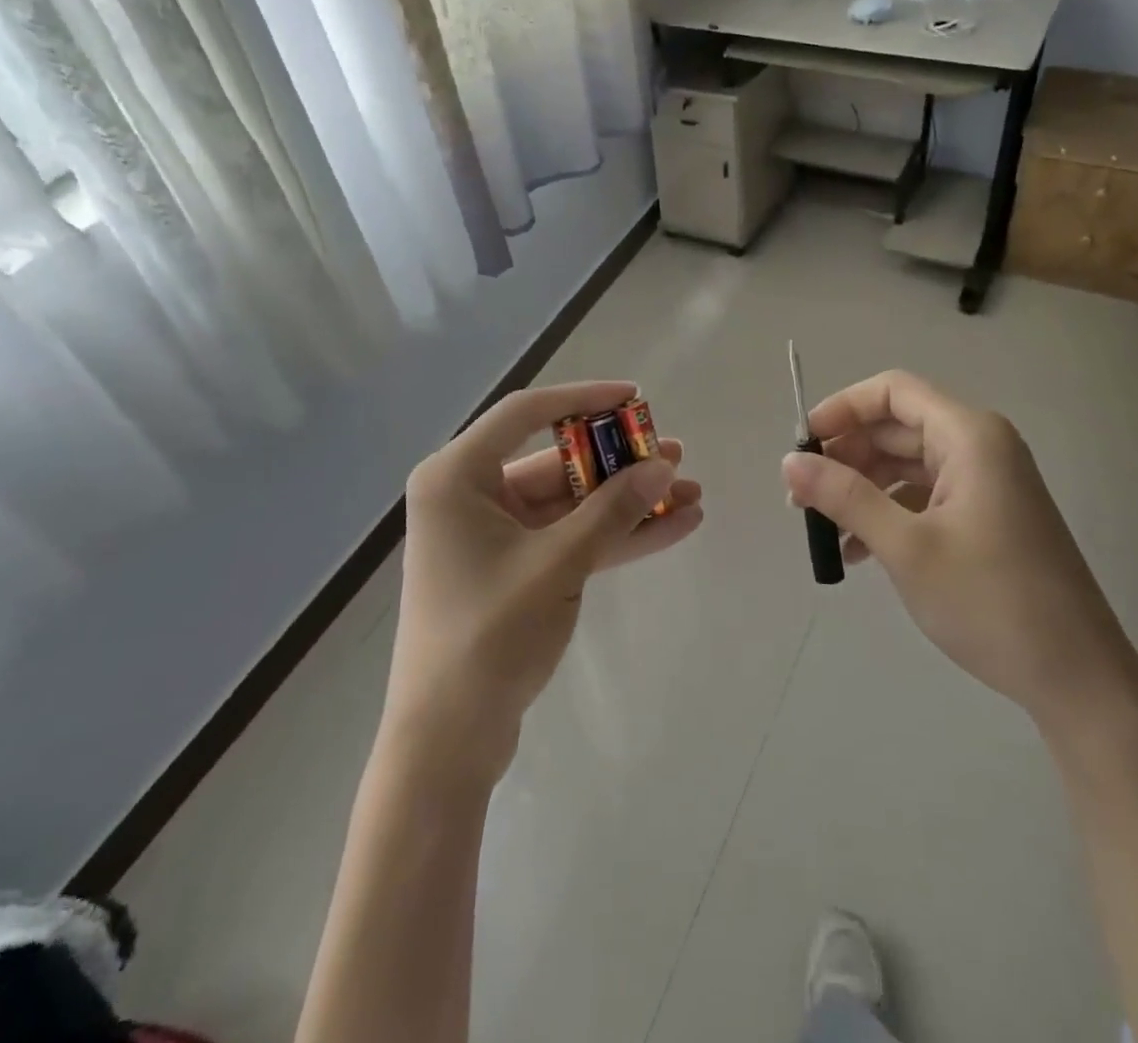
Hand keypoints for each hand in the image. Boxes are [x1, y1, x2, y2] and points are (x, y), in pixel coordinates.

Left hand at [386, 382, 703, 780]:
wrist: (448, 740)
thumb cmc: (489, 636)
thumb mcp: (558, 564)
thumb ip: (614, 510)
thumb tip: (664, 466)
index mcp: (457, 476)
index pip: (526, 413)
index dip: (584, 399)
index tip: (635, 397)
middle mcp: (470, 495)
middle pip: (557, 461)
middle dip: (620, 463)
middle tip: (676, 455)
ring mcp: (494, 536)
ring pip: (571, 504)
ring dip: (627, 501)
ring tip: (690, 492)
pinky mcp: (514, 570)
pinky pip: (570, 538)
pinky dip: (614, 535)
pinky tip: (671, 527)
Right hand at [780, 370, 1134, 722]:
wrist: (1078, 678)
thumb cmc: (990, 600)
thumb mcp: (906, 546)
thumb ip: (845, 497)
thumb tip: (789, 462)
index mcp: (968, 436)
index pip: (892, 391)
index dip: (842, 408)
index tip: (802, 445)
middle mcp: (979, 447)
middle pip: (896, 428)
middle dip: (845, 456)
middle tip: (801, 496)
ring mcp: (985, 483)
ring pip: (906, 465)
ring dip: (861, 490)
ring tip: (822, 528)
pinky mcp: (986, 517)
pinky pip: (924, 497)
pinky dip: (887, 514)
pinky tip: (857, 554)